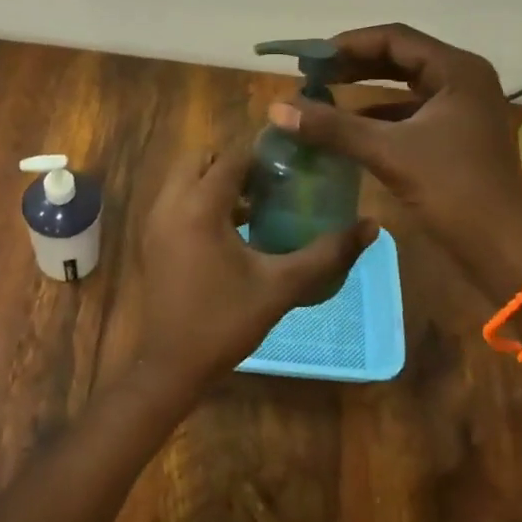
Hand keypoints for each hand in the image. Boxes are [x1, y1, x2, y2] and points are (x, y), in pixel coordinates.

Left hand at [129, 140, 374, 394]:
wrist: (172, 365)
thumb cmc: (227, 322)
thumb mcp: (282, 286)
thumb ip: (327, 253)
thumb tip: (371, 227)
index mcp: (199, 207)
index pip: (231, 158)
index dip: (262, 156)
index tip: (292, 165)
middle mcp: (170, 204)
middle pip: (201, 159)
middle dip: (234, 163)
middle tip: (270, 184)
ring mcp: (155, 221)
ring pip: (185, 179)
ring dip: (216, 182)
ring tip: (257, 205)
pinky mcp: (151, 238)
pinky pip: (176, 201)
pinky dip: (200, 200)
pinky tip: (233, 231)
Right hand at [268, 23, 521, 299]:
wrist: (503, 248)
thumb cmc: (453, 190)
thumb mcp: (388, 153)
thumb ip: (333, 127)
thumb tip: (278, 109)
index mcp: (457, 70)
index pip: (394, 39)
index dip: (348, 44)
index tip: (310, 58)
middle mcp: (464, 80)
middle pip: (400, 57)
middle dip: (355, 64)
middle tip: (313, 73)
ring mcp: (463, 108)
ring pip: (406, 85)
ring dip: (366, 88)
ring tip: (324, 94)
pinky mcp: (458, 134)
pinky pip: (412, 111)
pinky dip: (380, 114)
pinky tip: (349, 126)